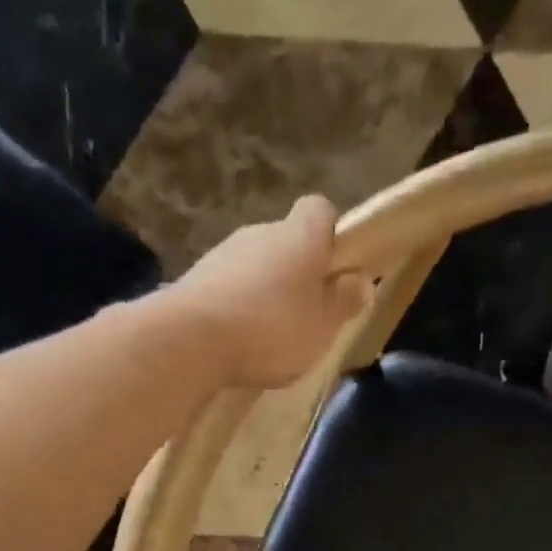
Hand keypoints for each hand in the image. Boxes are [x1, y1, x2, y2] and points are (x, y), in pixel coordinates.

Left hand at [170, 197, 372, 389]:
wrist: (189, 340)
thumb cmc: (271, 328)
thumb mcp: (322, 326)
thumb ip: (344, 302)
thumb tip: (362, 281)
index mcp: (299, 235)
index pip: (320, 210)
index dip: (331, 235)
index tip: (336, 268)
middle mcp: (260, 232)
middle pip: (286, 241)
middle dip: (296, 271)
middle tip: (305, 315)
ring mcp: (222, 253)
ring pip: (254, 265)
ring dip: (263, 291)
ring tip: (266, 336)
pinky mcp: (194, 279)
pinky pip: (226, 287)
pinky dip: (235, 306)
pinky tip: (235, 340)